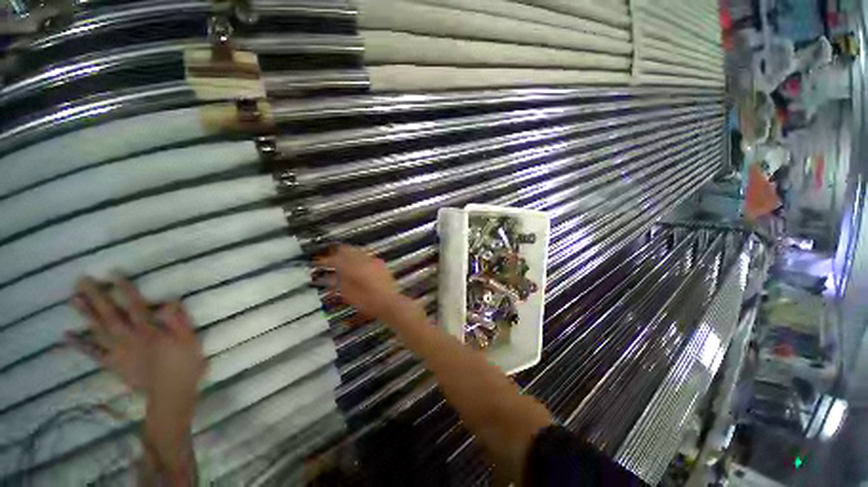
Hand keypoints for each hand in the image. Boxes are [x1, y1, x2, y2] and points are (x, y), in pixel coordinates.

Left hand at [67, 275, 205, 409]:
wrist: (171, 393)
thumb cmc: (185, 364)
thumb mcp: (191, 341)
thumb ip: (180, 321)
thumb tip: (170, 301)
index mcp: (150, 332)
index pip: (135, 306)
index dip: (124, 290)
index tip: (113, 274)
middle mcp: (130, 339)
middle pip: (111, 315)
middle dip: (96, 297)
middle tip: (81, 281)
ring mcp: (119, 352)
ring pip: (99, 331)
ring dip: (85, 315)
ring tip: (72, 299)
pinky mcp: (113, 365)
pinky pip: (94, 354)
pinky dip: (80, 345)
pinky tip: (67, 336)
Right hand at [317, 245, 405, 321]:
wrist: (389, 302)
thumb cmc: (367, 302)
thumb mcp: (347, 294)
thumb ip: (337, 282)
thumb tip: (328, 275)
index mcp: (354, 267)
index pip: (335, 259)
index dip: (324, 261)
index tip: (317, 263)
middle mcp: (364, 260)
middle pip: (347, 250)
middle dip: (336, 253)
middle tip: (328, 259)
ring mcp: (374, 261)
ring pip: (357, 251)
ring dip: (347, 254)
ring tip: (340, 261)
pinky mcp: (380, 264)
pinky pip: (366, 256)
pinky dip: (357, 258)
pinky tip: (355, 265)